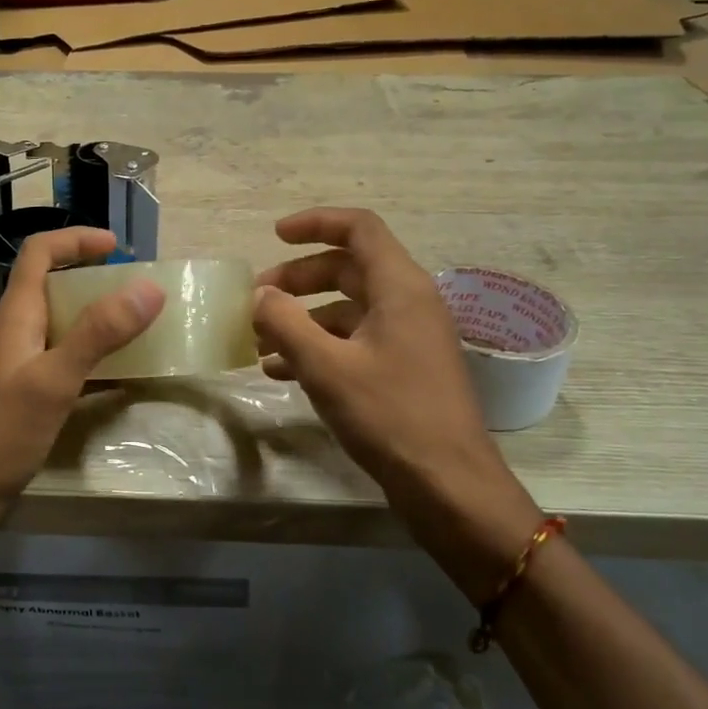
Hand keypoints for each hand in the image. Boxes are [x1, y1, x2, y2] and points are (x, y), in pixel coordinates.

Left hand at [0, 227, 165, 538]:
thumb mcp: (54, 378)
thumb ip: (99, 332)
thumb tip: (149, 287)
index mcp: (17, 314)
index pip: (40, 253)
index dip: (75, 239)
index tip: (117, 246)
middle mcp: (18, 330)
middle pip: (54, 285)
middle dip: (95, 278)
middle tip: (138, 289)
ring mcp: (21, 364)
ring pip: (63, 324)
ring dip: (98, 318)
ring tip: (139, 326)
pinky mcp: (28, 394)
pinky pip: (67, 361)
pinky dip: (95, 359)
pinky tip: (123, 376)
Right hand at [254, 208, 542, 597]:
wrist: (450, 486)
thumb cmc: (390, 416)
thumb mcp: (327, 367)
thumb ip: (286, 324)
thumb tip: (260, 296)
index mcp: (400, 288)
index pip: (359, 229)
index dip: (315, 222)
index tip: (274, 236)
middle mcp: (409, 303)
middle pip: (348, 269)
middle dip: (298, 279)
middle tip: (257, 300)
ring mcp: (410, 338)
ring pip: (348, 309)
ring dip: (303, 318)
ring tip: (260, 342)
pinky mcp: (405, 370)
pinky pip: (356, 342)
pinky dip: (319, 347)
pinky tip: (282, 372)